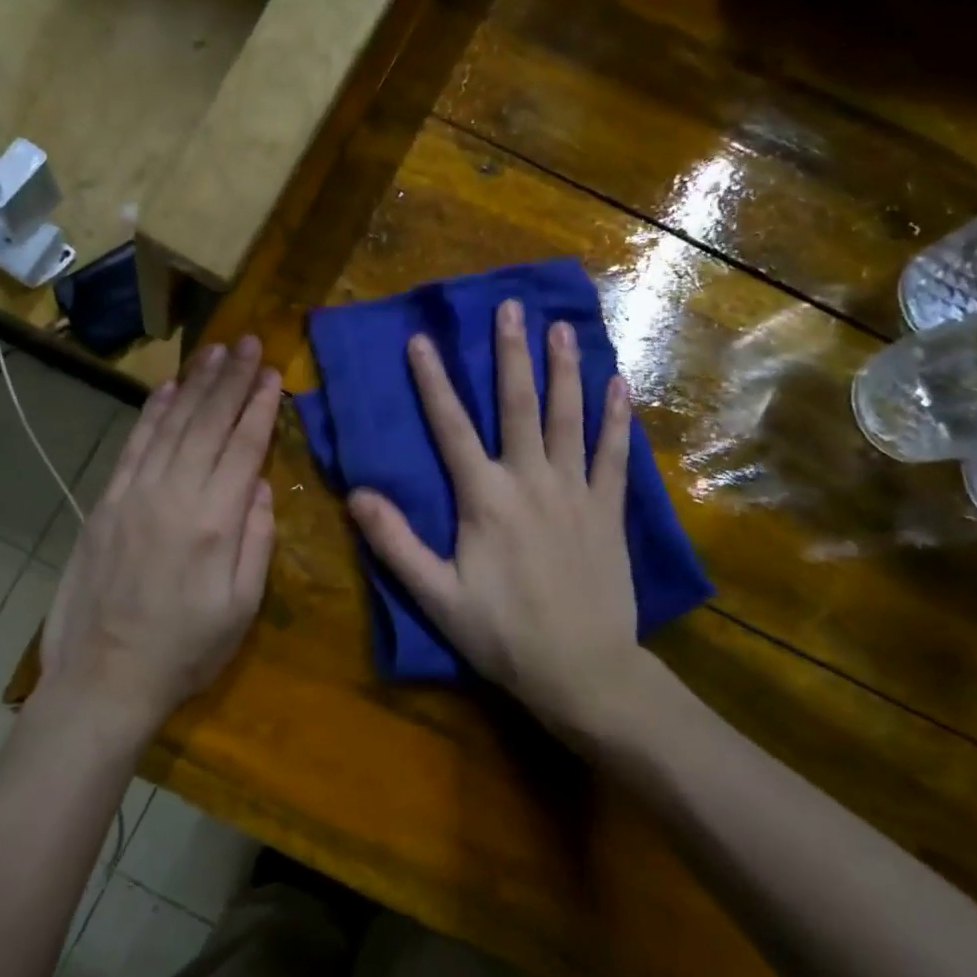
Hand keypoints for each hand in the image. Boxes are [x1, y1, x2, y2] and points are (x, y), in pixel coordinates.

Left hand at [40, 337, 281, 737]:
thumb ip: (256, 540)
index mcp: (215, 522)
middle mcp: (174, 496)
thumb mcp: (242, 608)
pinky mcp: (105, 504)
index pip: (243, 447)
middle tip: (250, 343)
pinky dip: (152, 414)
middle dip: (231, 380)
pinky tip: (168, 390)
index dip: (259, 406)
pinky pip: (133, 447)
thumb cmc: (185, 651)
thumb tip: (261, 485)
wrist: (104, 679)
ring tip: (215, 352)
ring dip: (195, 385)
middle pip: (208, 424)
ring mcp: (134, 496)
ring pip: (170, 426)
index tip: (272, 372)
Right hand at [348, 299, 641, 736]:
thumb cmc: (502, 634)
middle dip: (510, 354)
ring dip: (565, 371)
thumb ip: (395, 543)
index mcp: (484, 499)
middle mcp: (530, 481)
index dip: (433, 383)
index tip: (421, 340)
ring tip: (564, 328)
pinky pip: (614, 454)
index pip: (451, 428)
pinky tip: (619, 386)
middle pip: (517, 406)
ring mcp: (575, 492)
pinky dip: (616, 419)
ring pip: (569, 418)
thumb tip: (356, 494)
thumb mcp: (436, 596)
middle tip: (511, 307)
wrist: (582, 670)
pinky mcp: (608, 510)